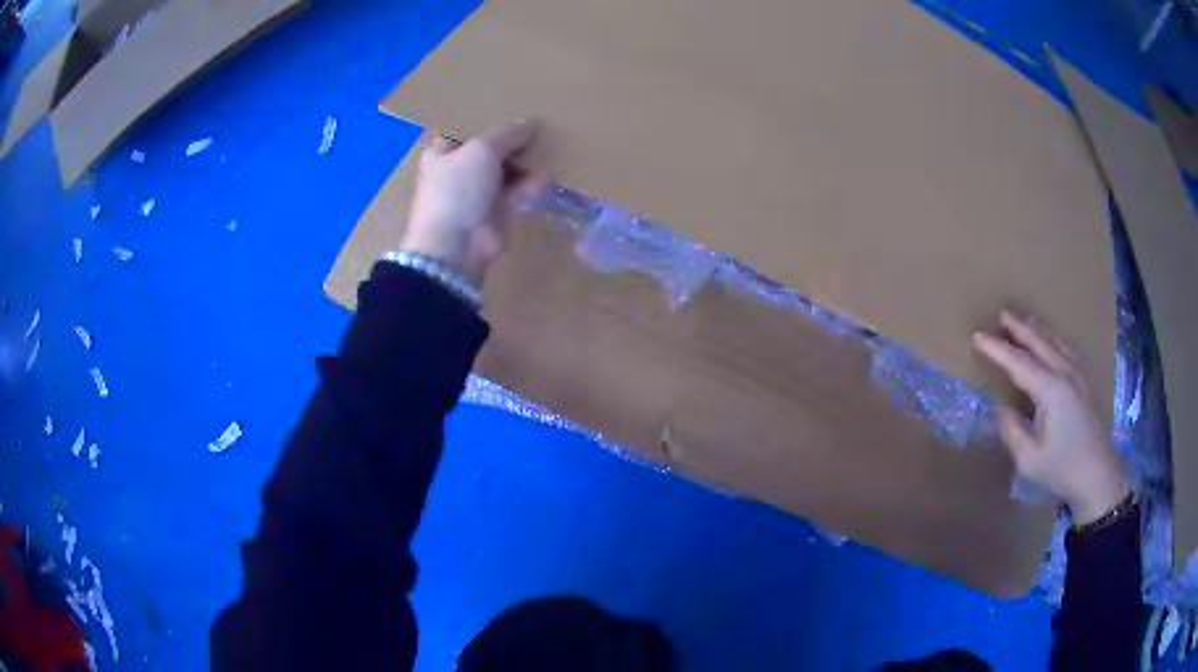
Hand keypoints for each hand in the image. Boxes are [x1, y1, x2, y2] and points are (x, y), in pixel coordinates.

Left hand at [402, 119, 547, 284]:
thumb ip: (508, 134)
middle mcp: (457, 169)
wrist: (456, 246)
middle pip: (490, 148)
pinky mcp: (496, 211)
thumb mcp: (482, 149)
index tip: (514, 106)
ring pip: (506, 170)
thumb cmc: (458, 188)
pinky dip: (532, 184)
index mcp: (441, 152)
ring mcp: (477, 192)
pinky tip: (550, 174)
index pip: (466, 129)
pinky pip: (517, 191)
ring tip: (551, 144)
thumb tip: (532, 123)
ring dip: (526, 161)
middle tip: (540, 124)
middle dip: (513, 139)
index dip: (487, 118)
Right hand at [974, 311, 1128, 524]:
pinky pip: (1066, 351)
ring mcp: (1077, 377)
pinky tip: (1052, 343)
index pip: (1018, 362)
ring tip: (1025, 321)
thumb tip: (1000, 408)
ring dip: (1037, 331)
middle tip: (1002, 315)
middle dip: (1019, 329)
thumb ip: (1012, 431)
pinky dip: (1054, 341)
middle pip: (1039, 343)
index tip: (977, 337)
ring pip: (1055, 344)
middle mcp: (1064, 374)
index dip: (997, 349)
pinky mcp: (1084, 384)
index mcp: (1050, 390)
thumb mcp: (1029, 459)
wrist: (1098, 476)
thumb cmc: (1062, 469)